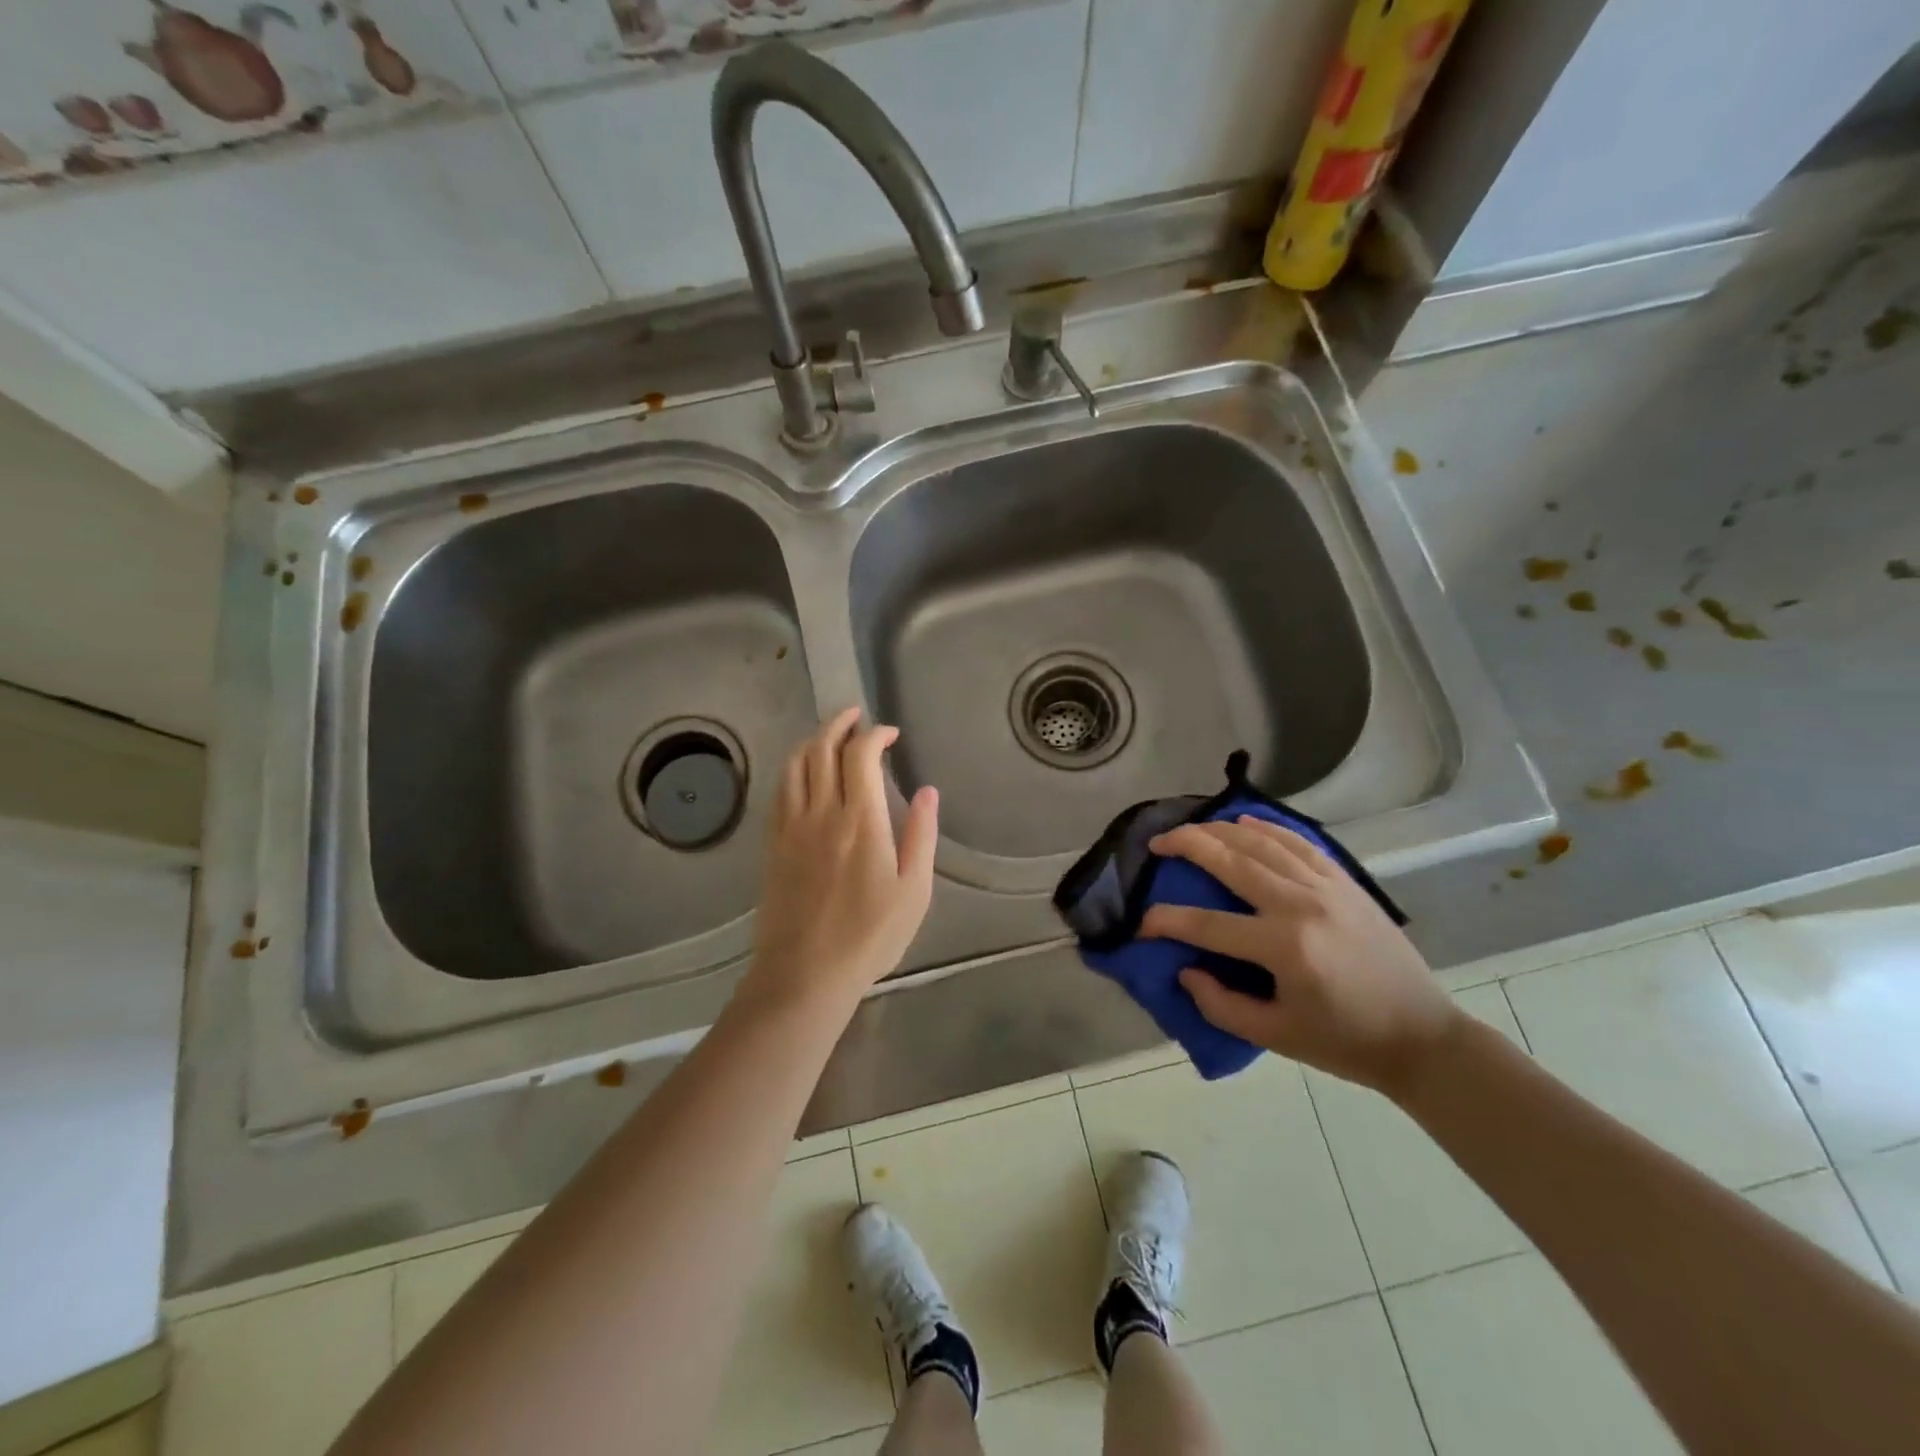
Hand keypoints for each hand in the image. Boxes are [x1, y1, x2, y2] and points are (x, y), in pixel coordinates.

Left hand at [742, 707, 938, 1012]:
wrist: (804, 974)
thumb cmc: (869, 937)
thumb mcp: (913, 892)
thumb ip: (921, 836)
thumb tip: (927, 791)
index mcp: (861, 821)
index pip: (860, 756)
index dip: (874, 734)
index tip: (890, 734)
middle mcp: (821, 813)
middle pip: (822, 749)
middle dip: (839, 724)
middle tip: (856, 717)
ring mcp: (791, 827)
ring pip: (794, 765)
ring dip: (812, 741)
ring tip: (829, 736)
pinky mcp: (773, 845)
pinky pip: (779, 792)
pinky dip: (792, 769)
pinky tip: (802, 773)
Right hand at [1142, 816, 1458, 1096]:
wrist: (1423, 1038)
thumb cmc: (1345, 1042)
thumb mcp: (1276, 1037)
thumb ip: (1221, 1005)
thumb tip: (1185, 970)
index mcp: (1284, 947)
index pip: (1207, 924)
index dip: (1166, 921)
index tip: (1141, 924)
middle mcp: (1302, 905)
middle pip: (1232, 861)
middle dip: (1188, 845)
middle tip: (1157, 842)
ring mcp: (1327, 887)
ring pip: (1263, 842)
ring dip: (1221, 830)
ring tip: (1192, 829)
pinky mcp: (1346, 882)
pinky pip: (1300, 842)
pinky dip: (1269, 828)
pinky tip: (1245, 822)